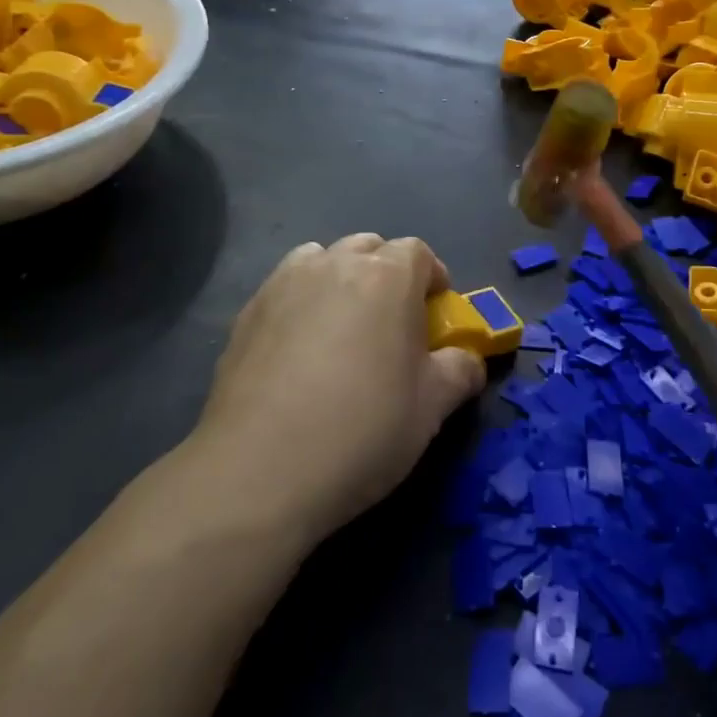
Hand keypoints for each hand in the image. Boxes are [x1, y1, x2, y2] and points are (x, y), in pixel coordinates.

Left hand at [193, 235, 486, 548]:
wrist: (261, 469)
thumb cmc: (363, 430)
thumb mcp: (432, 407)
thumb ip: (460, 370)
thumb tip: (468, 359)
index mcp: (386, 277)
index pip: (418, 252)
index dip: (432, 278)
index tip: (435, 314)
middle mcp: (335, 264)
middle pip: (369, 247)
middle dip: (386, 273)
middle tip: (391, 322)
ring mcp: (285, 283)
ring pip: (322, 259)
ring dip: (339, 278)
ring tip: (341, 327)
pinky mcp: (248, 311)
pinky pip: (286, 288)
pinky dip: (301, 301)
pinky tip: (298, 350)